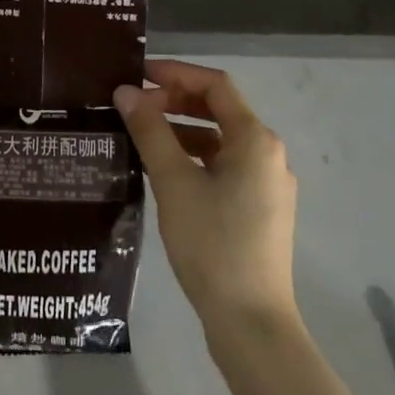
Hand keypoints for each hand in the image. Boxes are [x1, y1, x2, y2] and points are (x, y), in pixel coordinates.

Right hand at [115, 59, 297, 335]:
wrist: (251, 321)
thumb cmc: (212, 243)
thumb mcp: (174, 182)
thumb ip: (150, 131)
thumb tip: (126, 92)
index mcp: (255, 139)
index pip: (215, 85)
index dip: (176, 73)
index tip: (138, 75)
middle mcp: (268, 154)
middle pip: (220, 110)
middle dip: (176, 101)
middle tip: (134, 106)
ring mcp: (268, 183)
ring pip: (221, 140)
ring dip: (183, 130)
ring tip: (142, 136)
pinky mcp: (261, 209)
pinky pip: (226, 166)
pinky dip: (195, 157)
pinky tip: (166, 172)